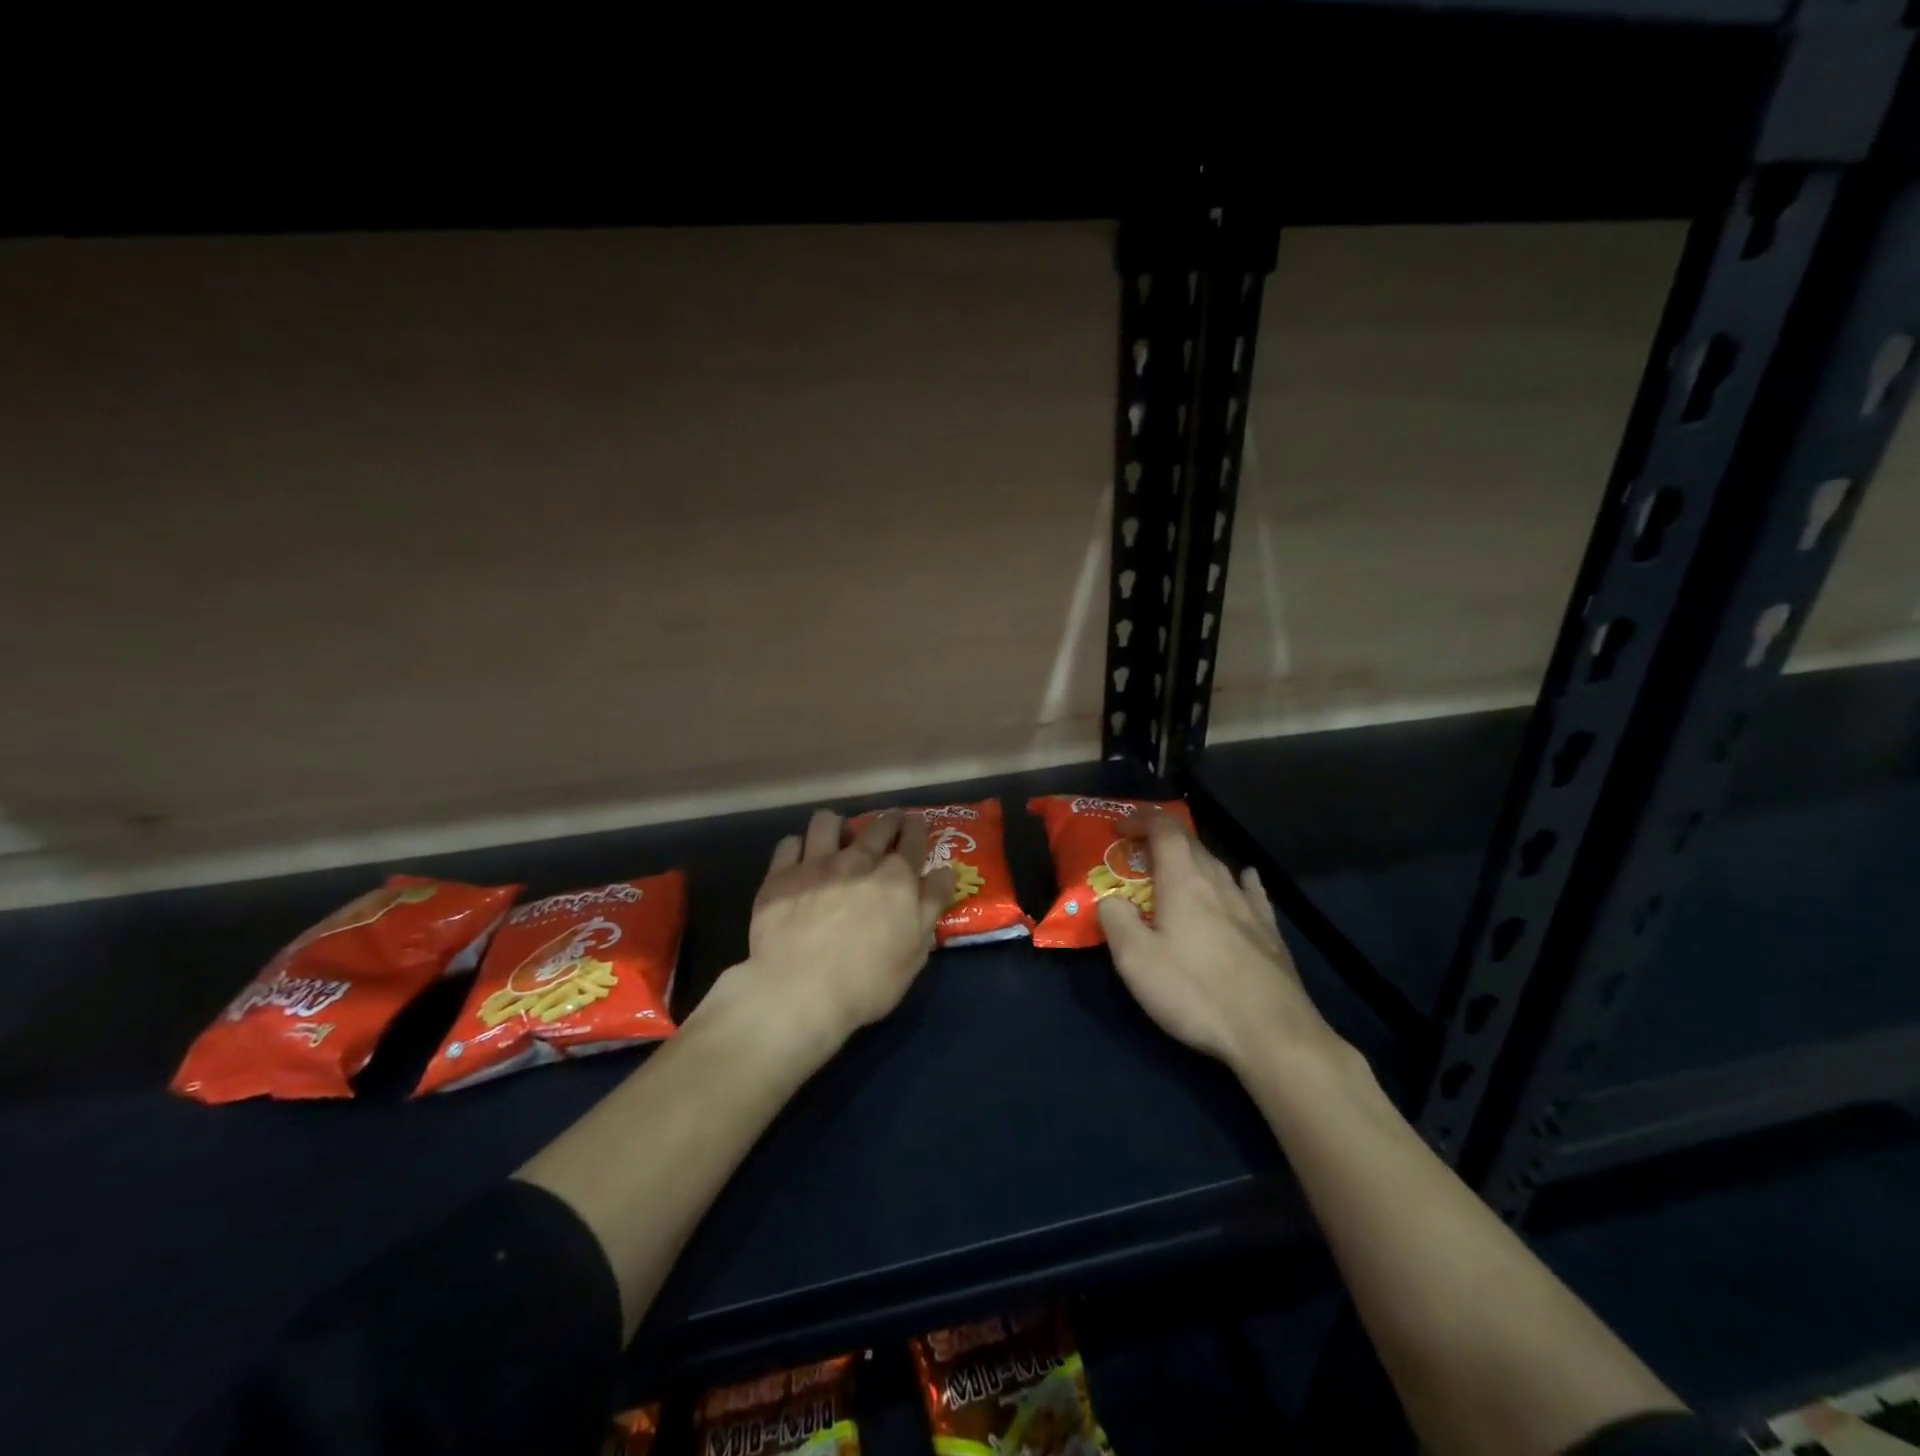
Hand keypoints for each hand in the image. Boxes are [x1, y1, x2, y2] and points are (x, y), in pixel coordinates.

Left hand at [717, 808, 953, 1053]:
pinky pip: (789, 843)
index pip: (913, 841)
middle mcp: (858, 861)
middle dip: (888, 821)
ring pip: (828, 822)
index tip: (917, 824)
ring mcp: (816, 865)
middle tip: (889, 825)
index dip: (917, 829)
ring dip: (838, 826)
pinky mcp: (780, 876)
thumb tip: (945, 871)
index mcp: (896, 879)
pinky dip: (798, 848)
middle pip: (877, 827)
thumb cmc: (867, 981)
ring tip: (838, 839)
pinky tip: (800, 861)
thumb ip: (931, 906)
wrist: (798, 991)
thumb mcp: (915, 952)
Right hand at [1097, 812, 1337, 1074]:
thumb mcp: (1135, 960)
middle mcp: (1218, 883)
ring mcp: (1249, 906)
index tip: (1118, 827)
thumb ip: (1116, 920)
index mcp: (1183, 880)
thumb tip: (1111, 900)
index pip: (1163, 829)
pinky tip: (1245, 878)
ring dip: (1193, 859)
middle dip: (1162, 838)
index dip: (1140, 819)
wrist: (1272, 1033)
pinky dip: (1239, 879)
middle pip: (1191, 843)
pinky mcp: (1270, 932)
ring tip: (1176, 869)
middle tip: (1137, 852)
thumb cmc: (1195, 991)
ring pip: (1218, 866)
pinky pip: (1251, 891)